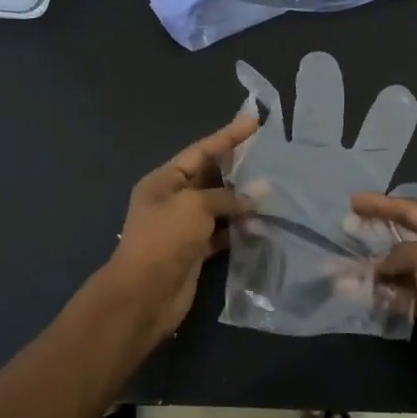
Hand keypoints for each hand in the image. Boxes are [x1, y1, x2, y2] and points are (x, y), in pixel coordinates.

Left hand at [103, 114, 256, 342]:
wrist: (144, 295)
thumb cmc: (164, 239)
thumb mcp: (194, 206)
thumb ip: (225, 197)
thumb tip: (253, 198)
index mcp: (164, 181)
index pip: (200, 151)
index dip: (227, 136)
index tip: (252, 122)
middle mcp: (172, 200)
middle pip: (209, 177)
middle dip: (237, 169)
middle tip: (269, 157)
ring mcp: (183, 227)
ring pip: (218, 206)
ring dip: (241, 201)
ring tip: (272, 192)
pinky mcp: (194, 252)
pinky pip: (221, 233)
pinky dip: (238, 229)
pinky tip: (260, 225)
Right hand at [350, 193, 416, 383]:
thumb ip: (400, 253)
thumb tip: (381, 265)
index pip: (411, 209)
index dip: (381, 204)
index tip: (353, 201)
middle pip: (406, 237)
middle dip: (378, 234)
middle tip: (348, 229)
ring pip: (403, 268)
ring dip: (379, 268)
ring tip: (349, 266)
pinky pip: (406, 294)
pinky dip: (388, 293)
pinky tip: (367, 293)